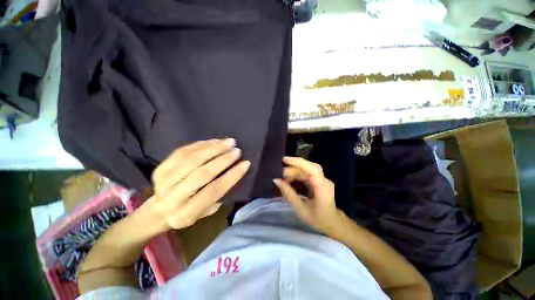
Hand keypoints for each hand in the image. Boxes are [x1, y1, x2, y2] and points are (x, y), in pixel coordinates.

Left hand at [146, 139, 249, 230]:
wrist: (157, 212)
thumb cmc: (187, 212)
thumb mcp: (205, 212)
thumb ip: (218, 195)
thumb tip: (233, 172)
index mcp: (187, 213)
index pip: (214, 191)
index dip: (232, 175)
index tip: (246, 163)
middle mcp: (173, 198)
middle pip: (202, 174)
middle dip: (223, 160)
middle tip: (237, 150)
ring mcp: (163, 181)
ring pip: (191, 159)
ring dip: (213, 148)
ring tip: (229, 142)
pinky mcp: (160, 169)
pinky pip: (182, 152)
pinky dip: (201, 145)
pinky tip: (214, 141)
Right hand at [273, 156, 344, 236]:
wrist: (333, 224)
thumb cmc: (318, 219)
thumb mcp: (301, 209)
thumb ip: (288, 194)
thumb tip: (276, 180)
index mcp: (322, 187)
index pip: (312, 168)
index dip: (298, 162)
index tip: (284, 160)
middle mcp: (324, 180)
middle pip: (307, 168)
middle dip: (292, 169)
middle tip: (280, 175)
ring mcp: (321, 180)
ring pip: (305, 170)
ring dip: (293, 173)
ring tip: (283, 180)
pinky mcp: (318, 181)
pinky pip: (306, 175)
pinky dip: (296, 176)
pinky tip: (289, 181)